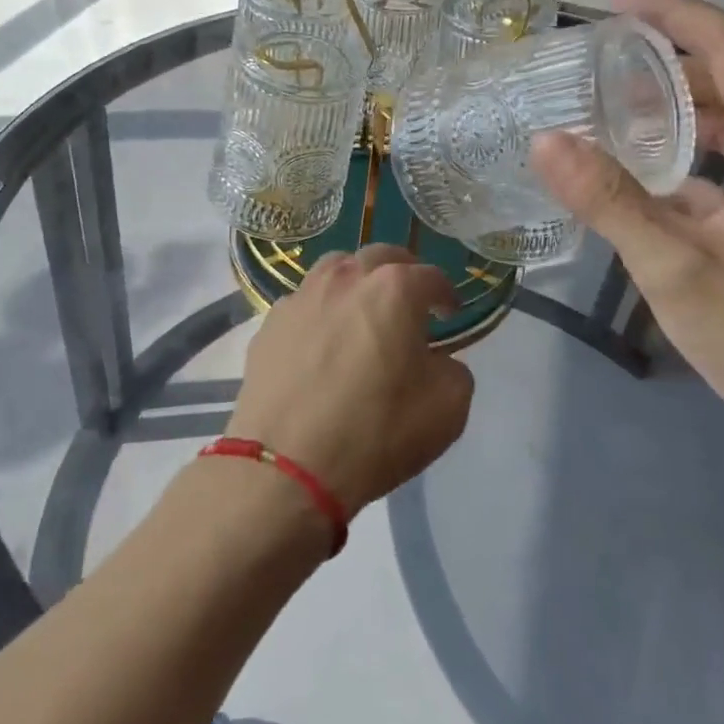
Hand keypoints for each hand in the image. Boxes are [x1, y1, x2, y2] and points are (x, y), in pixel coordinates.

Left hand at [227, 246, 474, 515]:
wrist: (287, 466)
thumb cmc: (376, 433)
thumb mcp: (447, 409)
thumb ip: (454, 370)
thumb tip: (437, 360)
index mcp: (394, 289)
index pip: (431, 276)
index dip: (446, 294)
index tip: (450, 312)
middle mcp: (345, 278)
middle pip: (380, 256)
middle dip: (402, 273)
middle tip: (409, 301)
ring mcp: (301, 296)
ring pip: (335, 268)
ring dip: (356, 281)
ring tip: (362, 310)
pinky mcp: (269, 322)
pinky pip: (304, 302)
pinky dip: (321, 310)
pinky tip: (322, 340)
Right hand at [530, 0, 723, 460]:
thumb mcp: (675, 270)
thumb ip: (610, 202)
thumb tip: (546, 141)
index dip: (675, 14)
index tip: (617, 3)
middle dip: (666, 59)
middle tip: (598, 61)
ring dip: (676, 107)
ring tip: (611, 108)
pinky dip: (688, 153)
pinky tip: (644, 177)